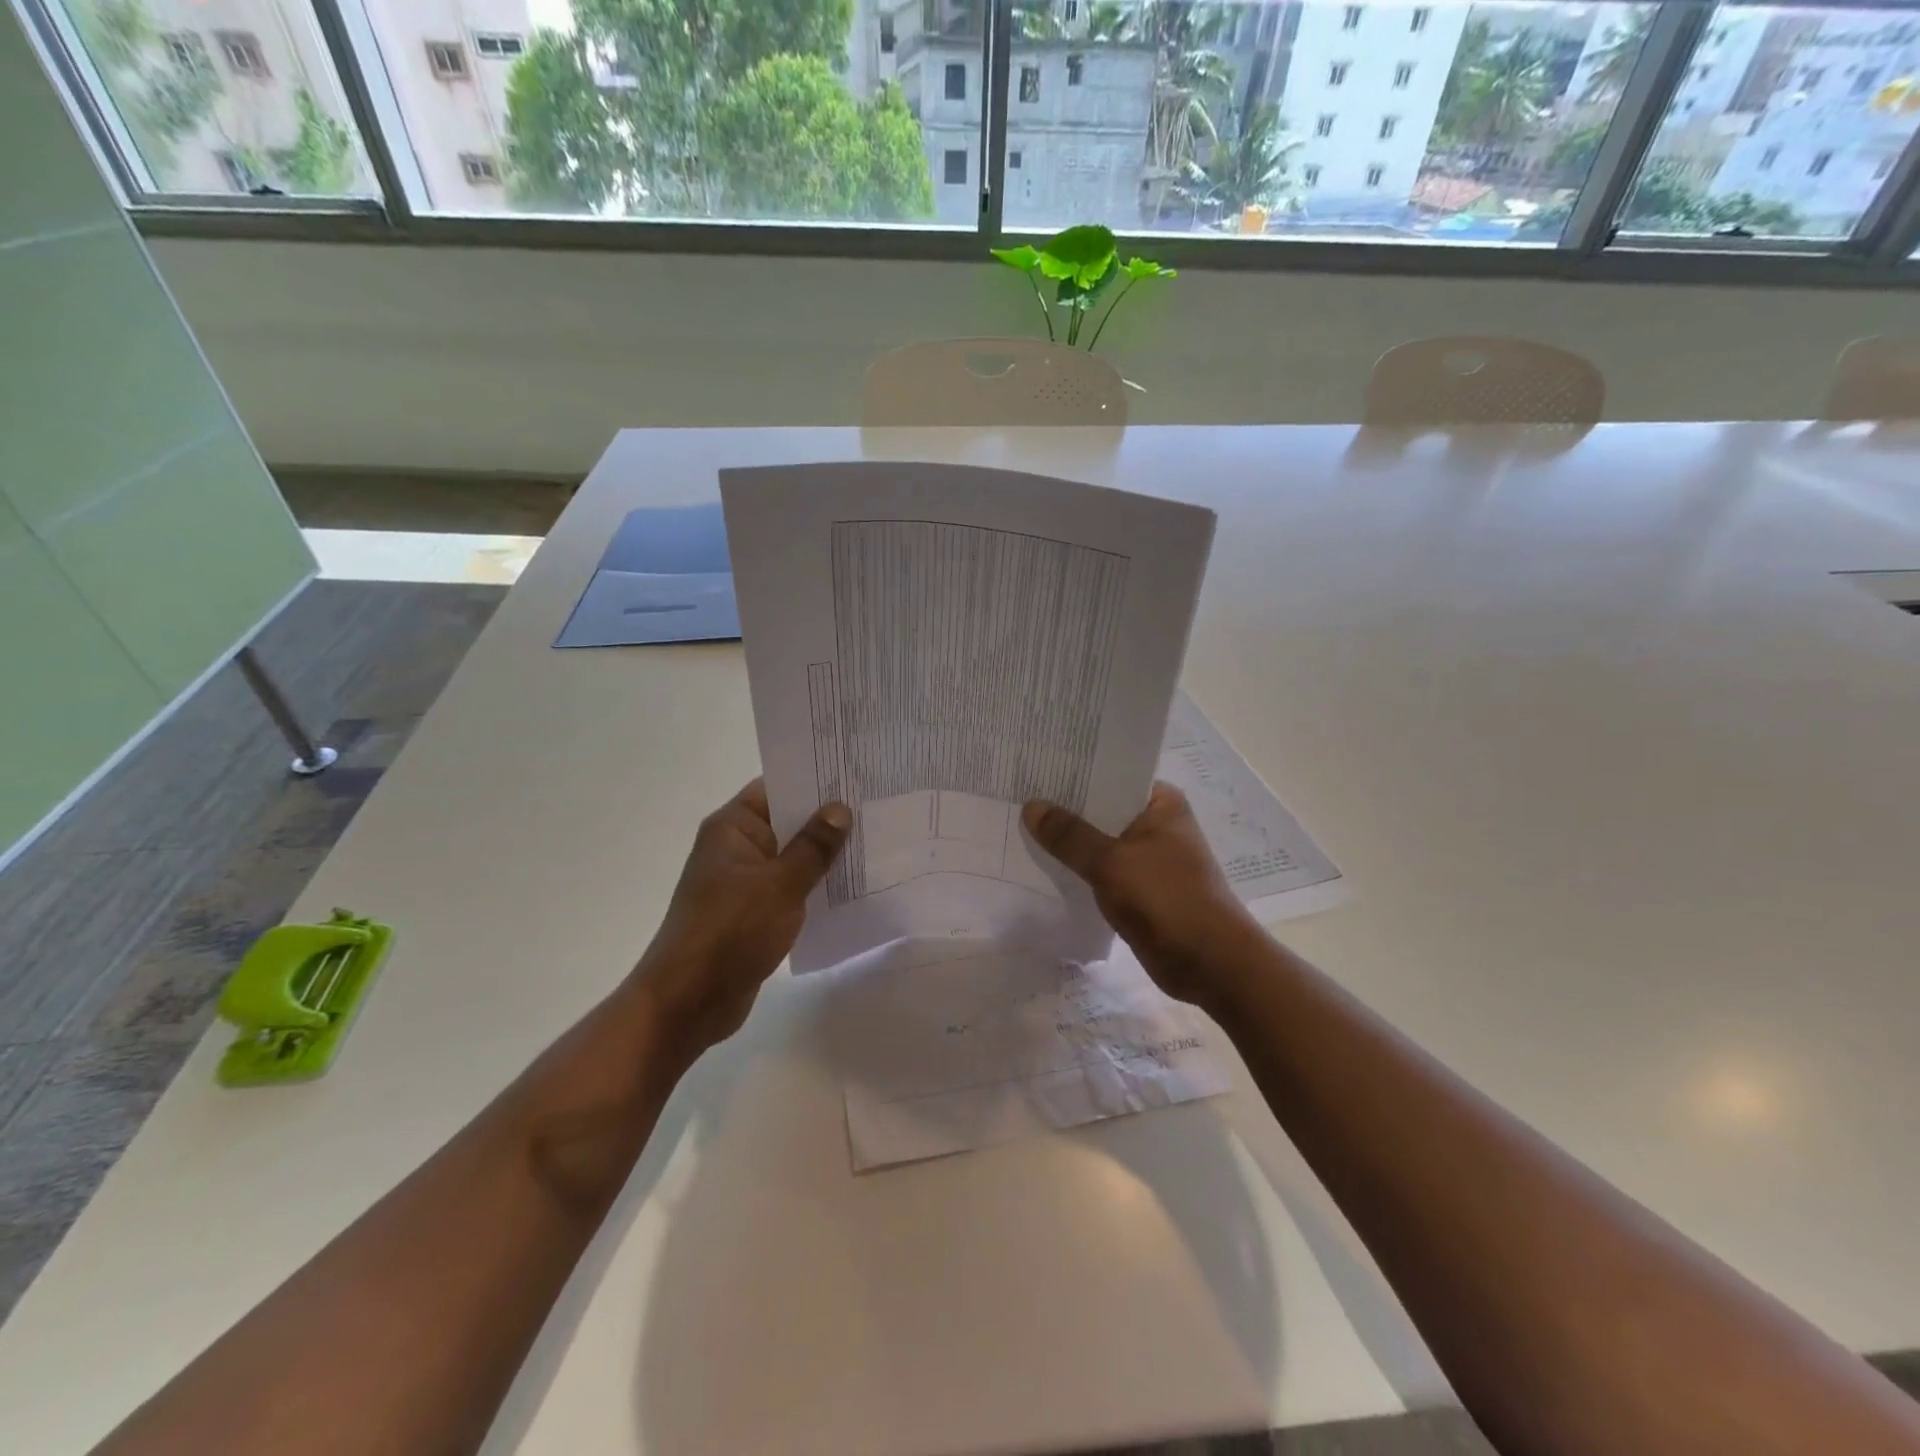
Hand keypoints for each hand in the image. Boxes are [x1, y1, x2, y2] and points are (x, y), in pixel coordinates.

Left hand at [637, 779, 849, 1053]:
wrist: (687, 1002)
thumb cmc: (730, 931)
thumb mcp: (780, 884)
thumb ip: (813, 846)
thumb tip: (839, 809)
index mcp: (733, 828)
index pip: (776, 787)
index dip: (814, 779)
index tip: (856, 774)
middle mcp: (736, 848)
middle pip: (787, 821)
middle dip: (828, 818)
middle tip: (878, 806)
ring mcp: (744, 882)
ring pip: (792, 857)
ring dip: (825, 855)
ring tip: (876, 842)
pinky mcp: (753, 913)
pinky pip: (790, 888)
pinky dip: (815, 885)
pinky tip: (853, 886)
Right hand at [1023, 782, 1261, 1010]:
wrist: (1210, 963)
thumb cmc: (1166, 899)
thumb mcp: (1111, 861)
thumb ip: (1069, 835)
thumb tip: (1031, 806)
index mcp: (1161, 804)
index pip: (1112, 774)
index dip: (1075, 772)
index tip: (1036, 768)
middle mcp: (1157, 825)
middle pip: (1102, 808)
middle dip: (1065, 808)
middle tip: (1018, 796)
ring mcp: (1150, 859)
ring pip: (1100, 842)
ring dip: (1070, 842)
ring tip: (1021, 828)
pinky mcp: (1141, 890)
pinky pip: (1102, 871)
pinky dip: (1079, 870)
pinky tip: (1044, 867)